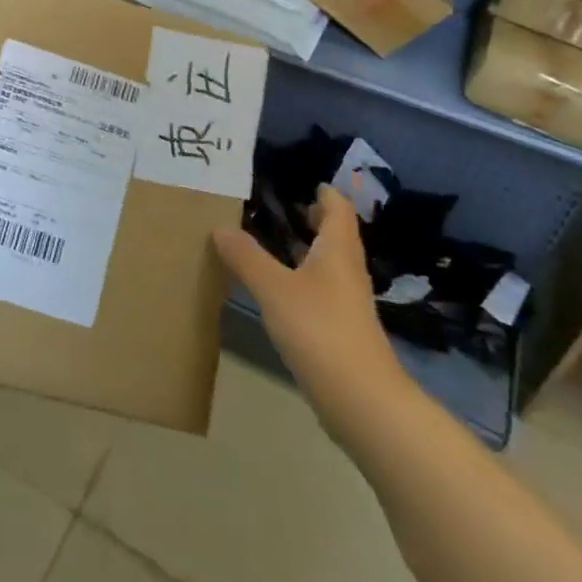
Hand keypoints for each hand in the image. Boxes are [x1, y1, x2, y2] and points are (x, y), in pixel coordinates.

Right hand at [213, 187, 408, 434]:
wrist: (360, 399)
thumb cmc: (319, 330)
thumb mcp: (274, 288)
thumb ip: (246, 257)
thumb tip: (221, 228)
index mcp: (338, 251)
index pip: (338, 209)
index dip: (325, 193)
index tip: (305, 181)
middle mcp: (347, 271)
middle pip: (336, 235)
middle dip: (314, 219)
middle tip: (282, 207)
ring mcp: (347, 303)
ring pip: (328, 264)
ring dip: (306, 249)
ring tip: (272, 242)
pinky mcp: (340, 329)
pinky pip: (320, 290)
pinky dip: (301, 278)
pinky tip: (278, 288)